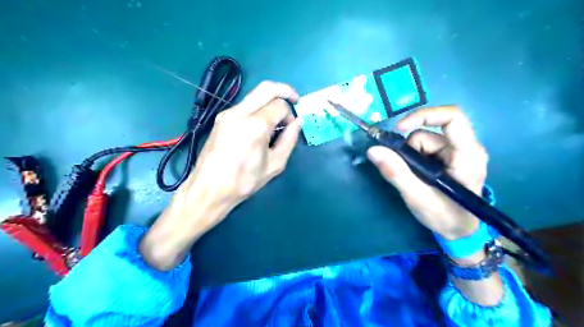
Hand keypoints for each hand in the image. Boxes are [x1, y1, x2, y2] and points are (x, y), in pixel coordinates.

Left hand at [139, 81, 300, 269]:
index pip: (280, 105)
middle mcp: (239, 113)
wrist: (209, 189)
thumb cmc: (244, 181)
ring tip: (277, 118)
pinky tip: (260, 125)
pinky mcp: (220, 118)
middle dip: (284, 90)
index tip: (291, 128)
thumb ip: (289, 140)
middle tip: (295, 100)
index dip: (290, 115)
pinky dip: (258, 108)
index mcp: (255, 125)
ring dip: (270, 100)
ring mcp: (227, 114)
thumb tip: (298, 122)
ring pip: (254, 94)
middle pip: (267, 88)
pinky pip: (244, 105)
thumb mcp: (274, 165)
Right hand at [369, 106, 488, 240]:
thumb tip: (373, 150)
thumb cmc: (445, 217)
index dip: (423, 116)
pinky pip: (423, 149)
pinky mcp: (447, 158)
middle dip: (410, 150)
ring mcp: (456, 152)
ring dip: (410, 157)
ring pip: (422, 141)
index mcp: (467, 154)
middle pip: (429, 132)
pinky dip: (413, 160)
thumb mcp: (418, 197)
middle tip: (406, 173)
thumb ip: (396, 173)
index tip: (399, 129)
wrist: (459, 231)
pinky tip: (417, 177)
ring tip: (414, 180)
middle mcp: (465, 147)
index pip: (452, 117)